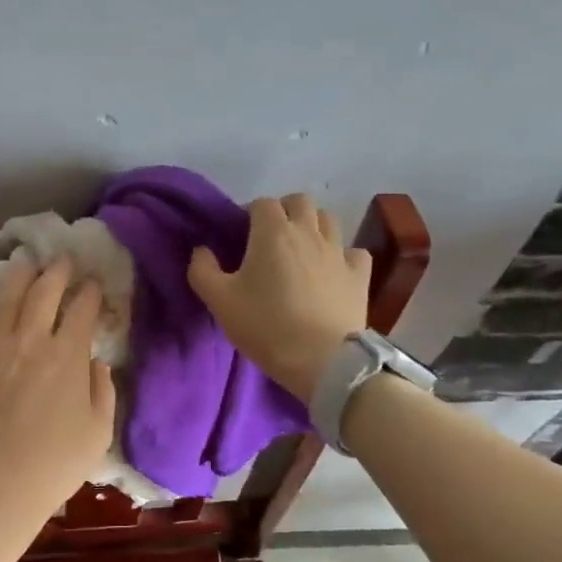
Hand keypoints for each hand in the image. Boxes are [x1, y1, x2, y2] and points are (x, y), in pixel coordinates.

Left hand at [0, 257, 116, 527]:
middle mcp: (30, 341)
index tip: (95, 286)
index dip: (91, 293)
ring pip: (6, 301)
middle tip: (63, 259)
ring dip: (20, 278)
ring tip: (26, 265)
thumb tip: (95, 363)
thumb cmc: (57, 464)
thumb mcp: (99, 431)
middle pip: (44, 291)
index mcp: (67, 355)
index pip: (82, 309)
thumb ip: (103, 390)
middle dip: (57, 270)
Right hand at [188, 193, 369, 401]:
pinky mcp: (360, 275)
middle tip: (271, 237)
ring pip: (329, 219)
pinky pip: (354, 252)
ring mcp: (338, 252)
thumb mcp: (219, 301)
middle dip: (285, 211)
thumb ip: (203, 270)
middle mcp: (308, 232)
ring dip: (314, 226)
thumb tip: (201, 251)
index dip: (250, 213)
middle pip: (300, 201)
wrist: (322, 361)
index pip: (262, 203)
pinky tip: (334, 271)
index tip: (242, 236)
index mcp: (273, 232)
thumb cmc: (266, 326)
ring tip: (302, 250)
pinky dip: (343, 255)